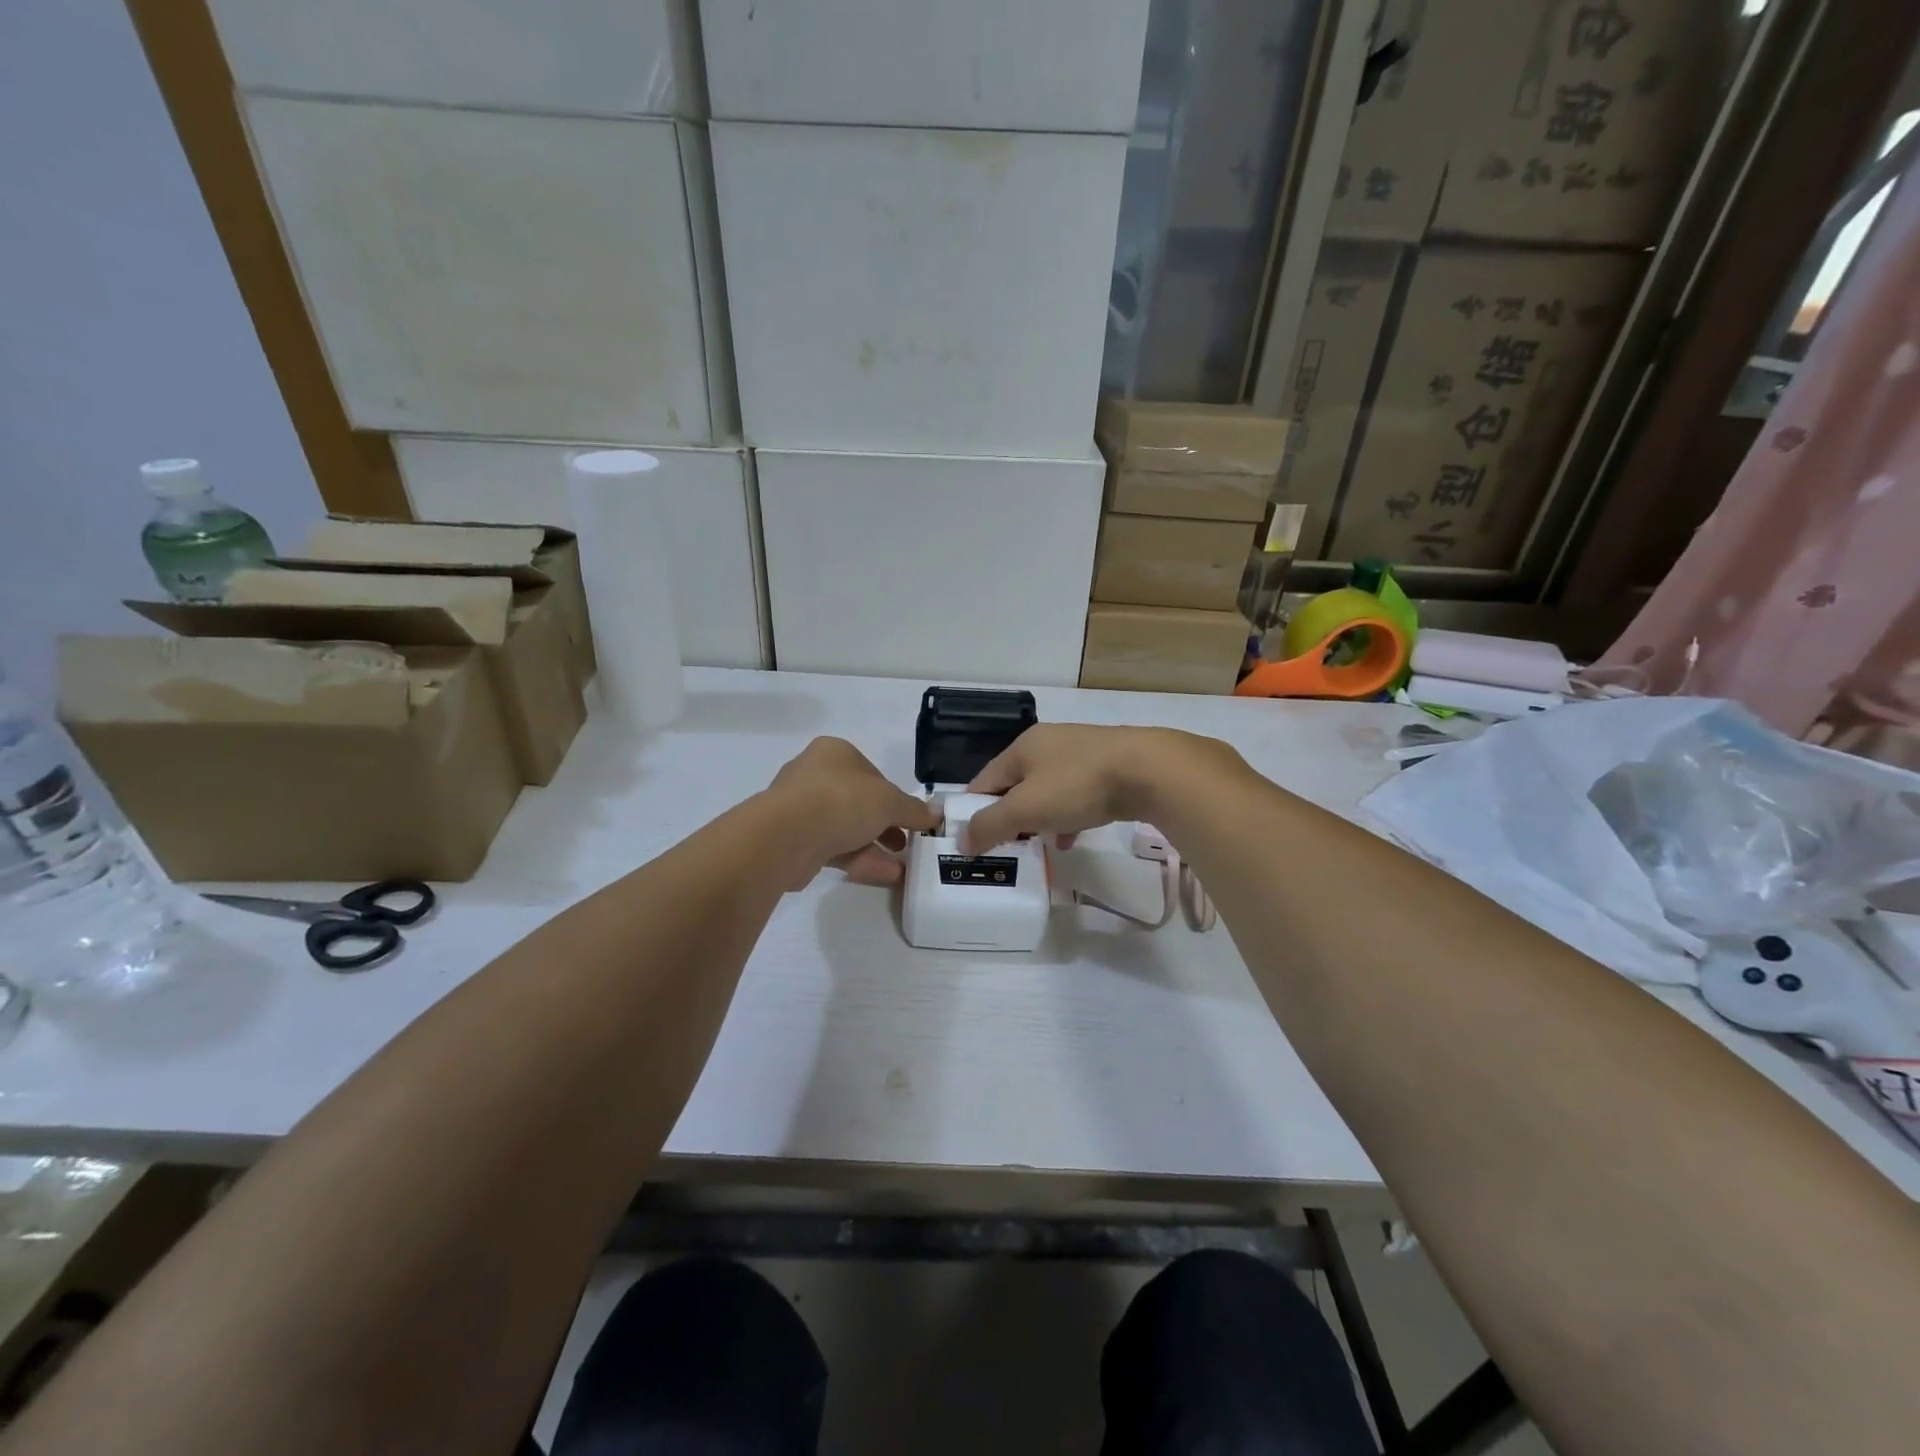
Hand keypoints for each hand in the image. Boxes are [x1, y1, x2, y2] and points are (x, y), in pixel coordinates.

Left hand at [767, 737, 938, 888]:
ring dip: (875, 847)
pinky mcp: (793, 841)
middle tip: (907, 844)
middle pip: (858, 802)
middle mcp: (814, 775)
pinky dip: (859, 860)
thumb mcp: (889, 801)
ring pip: (845, 828)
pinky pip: (833, 850)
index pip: (872, 773)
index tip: (911, 818)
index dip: (894, 796)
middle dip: (885, 826)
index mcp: (834, 753)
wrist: (787, 835)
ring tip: (902, 868)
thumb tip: (936, 815)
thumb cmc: (841, 800)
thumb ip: (913, 809)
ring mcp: (800, 810)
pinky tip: (885, 876)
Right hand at [961, 725, 1235, 853]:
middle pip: (1014, 786)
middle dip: (1007, 817)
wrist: (1149, 770)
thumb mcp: (1026, 807)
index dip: (972, 811)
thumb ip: (991, 825)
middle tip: (1002, 849)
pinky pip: (1074, 797)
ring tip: (1033, 849)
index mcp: (1022, 747)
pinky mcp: (1106, 769)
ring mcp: (1079, 754)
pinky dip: (1065, 818)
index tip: (969, 842)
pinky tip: (1068, 840)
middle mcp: (1048, 744)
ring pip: (1046, 792)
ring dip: (1036, 820)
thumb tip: (962, 841)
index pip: (983, 781)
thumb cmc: (1077, 785)